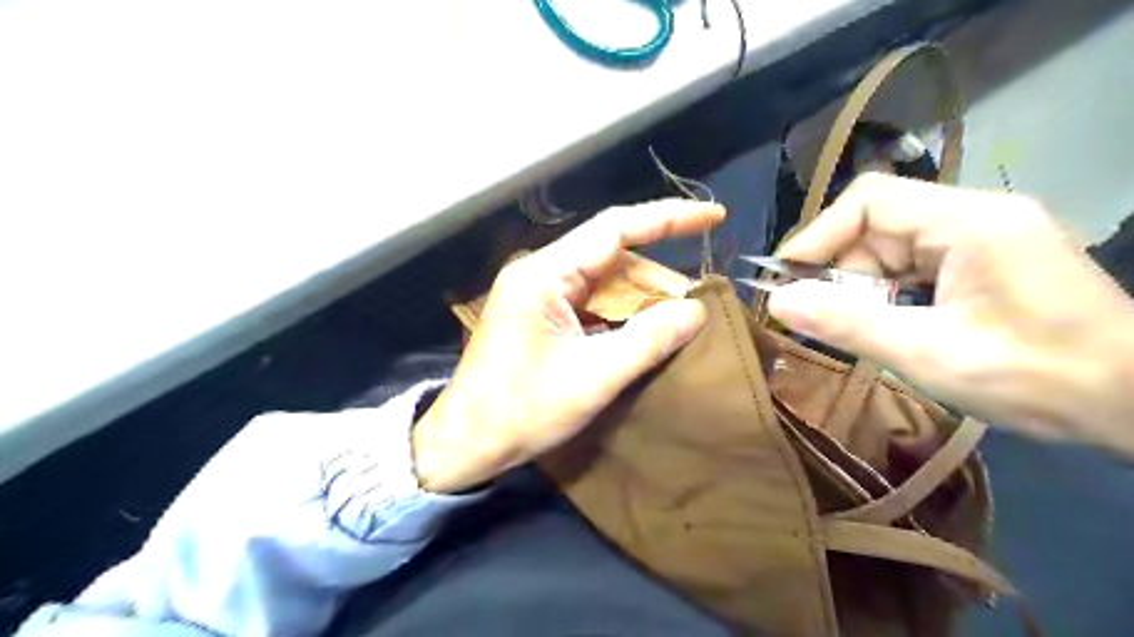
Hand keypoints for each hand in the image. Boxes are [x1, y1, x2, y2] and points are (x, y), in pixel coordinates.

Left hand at [413, 200, 720, 491]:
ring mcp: (539, 295)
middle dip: (657, 279)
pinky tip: (645, 333)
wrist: (465, 444)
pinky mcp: (542, 316)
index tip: (714, 216)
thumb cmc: (522, 412)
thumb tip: (696, 310)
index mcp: (545, 275)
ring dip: (641, 300)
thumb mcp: (593, 378)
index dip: (668, 219)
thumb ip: (648, 340)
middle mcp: (541, 273)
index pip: (615, 229)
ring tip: (678, 323)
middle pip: (613, 258)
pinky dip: (621, 316)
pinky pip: (591, 304)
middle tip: (697, 306)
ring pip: (604, 282)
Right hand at [766, 172, 1133, 454]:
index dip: (817, 235)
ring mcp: (986, 236)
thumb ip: (848, 324)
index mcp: (969, 222)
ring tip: (855, 327)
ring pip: (894, 245)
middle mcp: (977, 215)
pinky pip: (918, 263)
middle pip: (879, 223)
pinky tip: (889, 324)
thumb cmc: (1039, 378)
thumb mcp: (929, 355)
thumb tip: (777, 302)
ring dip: (864, 284)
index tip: (786, 280)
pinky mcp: (989, 260)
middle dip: (841, 268)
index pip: (869, 200)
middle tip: (820, 316)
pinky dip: (890, 291)